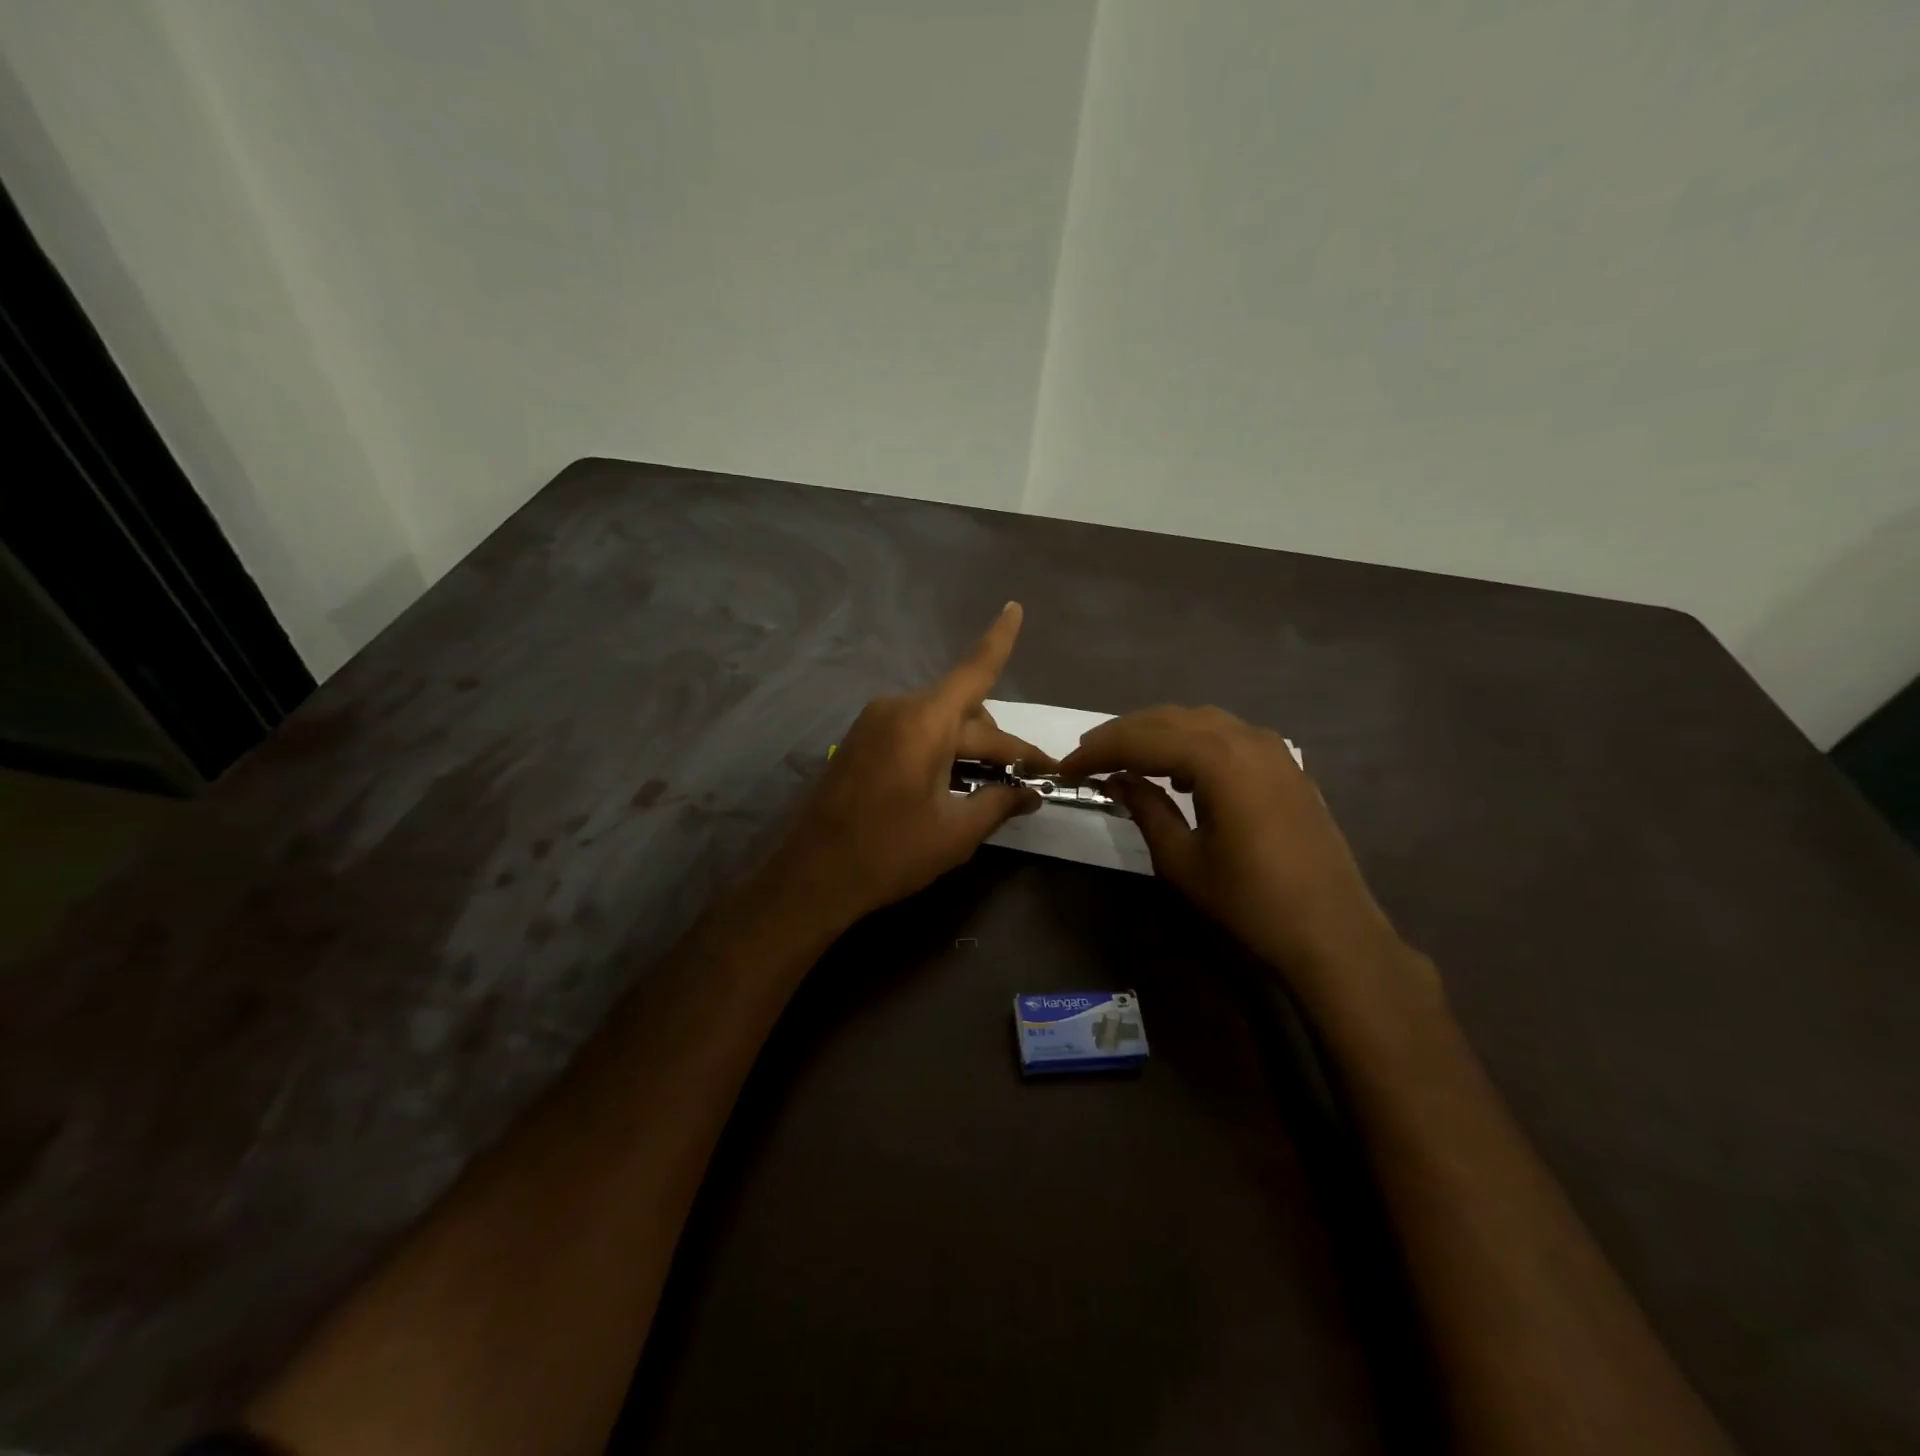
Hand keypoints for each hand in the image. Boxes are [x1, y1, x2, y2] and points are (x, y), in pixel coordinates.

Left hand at [765, 603, 1049, 926]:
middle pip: (966, 713)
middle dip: (1001, 745)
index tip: (1014, 606)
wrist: (811, 875)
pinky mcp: (861, 741)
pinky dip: (941, 750)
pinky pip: (914, 733)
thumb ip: (999, 803)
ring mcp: (874, 723)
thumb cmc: (889, 852)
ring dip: (970, 748)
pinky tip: (953, 783)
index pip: (974, 670)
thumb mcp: (956, 832)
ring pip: (940, 723)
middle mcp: (898, 708)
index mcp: (924, 721)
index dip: (999, 640)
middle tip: (1032, 781)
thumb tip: (1031, 793)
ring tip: (995, 786)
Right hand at [1060, 706, 1427, 1009]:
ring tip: (1124, 758)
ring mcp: (1271, 748)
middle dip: (1123, 734)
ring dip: (1157, 734)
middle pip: (1169, 720)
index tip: (1066, 767)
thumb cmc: (1249, 900)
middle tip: (1086, 755)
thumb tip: (1118, 781)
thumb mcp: (1182, 859)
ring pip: (1199, 722)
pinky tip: (1180, 772)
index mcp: (1217, 759)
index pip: (1142, 740)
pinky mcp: (1285, 765)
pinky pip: (1227, 736)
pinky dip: (1193, 743)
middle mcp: (1245, 738)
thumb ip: (1145, 809)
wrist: (1332, 931)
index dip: (1099, 751)